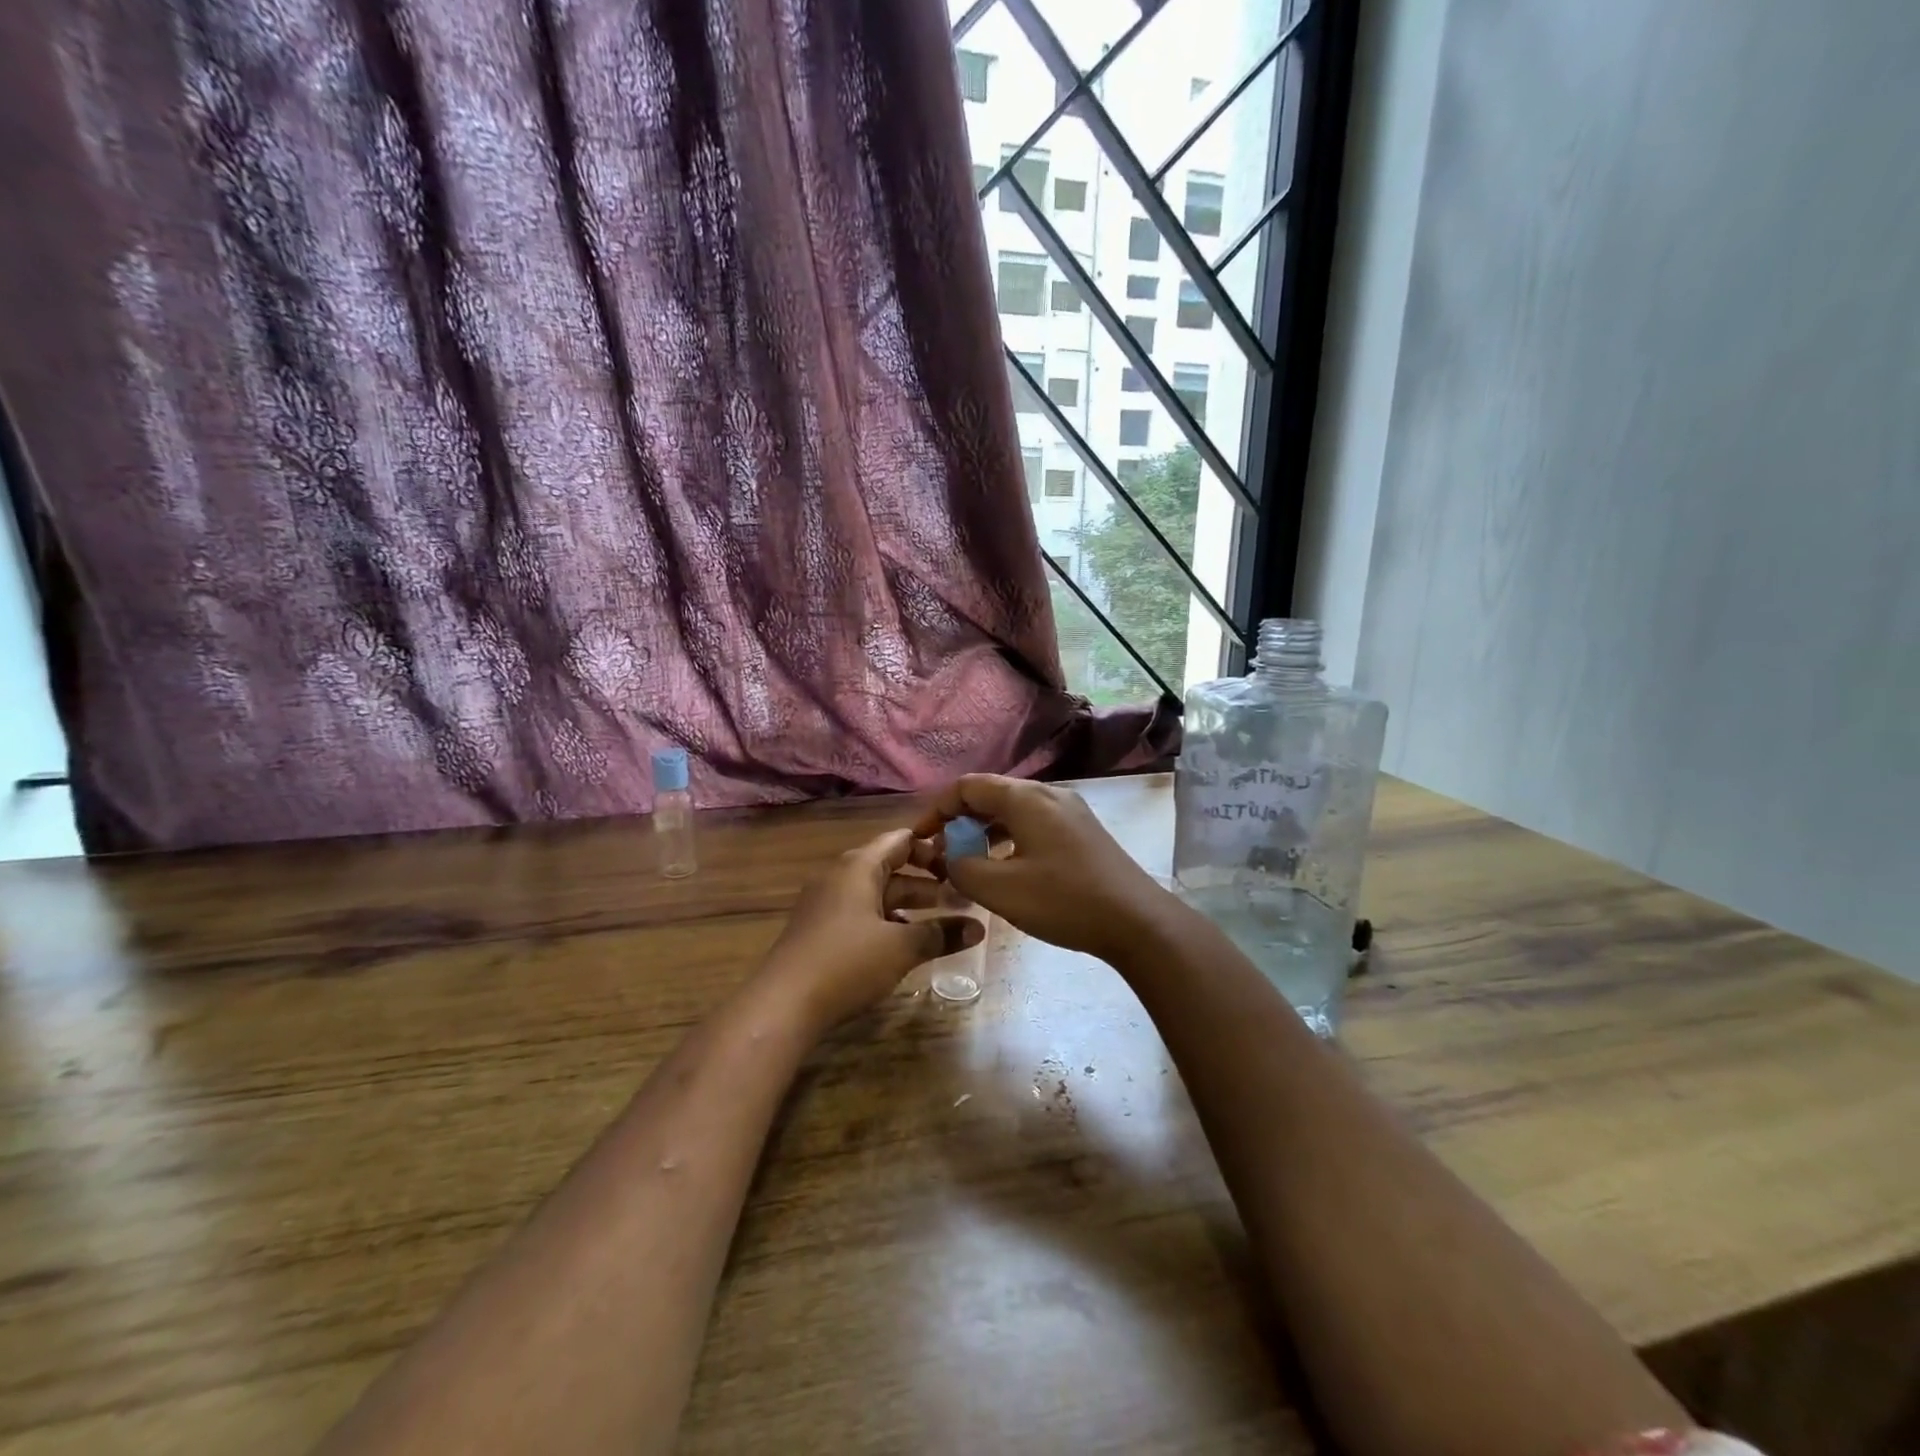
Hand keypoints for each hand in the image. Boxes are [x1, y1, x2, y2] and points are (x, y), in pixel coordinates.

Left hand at [759, 828, 982, 1031]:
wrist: (782, 1004)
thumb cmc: (847, 962)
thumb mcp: (902, 947)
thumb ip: (941, 934)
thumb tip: (979, 928)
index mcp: (859, 866)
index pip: (901, 840)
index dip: (933, 848)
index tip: (963, 863)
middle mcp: (840, 875)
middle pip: (890, 867)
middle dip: (926, 882)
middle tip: (962, 897)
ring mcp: (826, 902)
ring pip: (876, 893)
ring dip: (908, 905)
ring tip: (942, 922)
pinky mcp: (819, 928)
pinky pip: (860, 912)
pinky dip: (886, 920)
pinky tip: (905, 943)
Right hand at [912, 775, 1166, 960]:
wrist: (1137, 922)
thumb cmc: (1064, 901)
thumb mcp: (1001, 890)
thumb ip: (962, 868)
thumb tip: (947, 857)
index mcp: (1025, 798)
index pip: (967, 787)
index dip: (937, 809)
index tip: (920, 839)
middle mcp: (1048, 794)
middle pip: (991, 794)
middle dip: (960, 820)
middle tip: (943, 853)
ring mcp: (1070, 811)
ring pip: (1013, 810)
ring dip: (985, 831)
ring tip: (970, 862)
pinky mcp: (1083, 832)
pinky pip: (1034, 823)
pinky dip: (1010, 838)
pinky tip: (1007, 868)